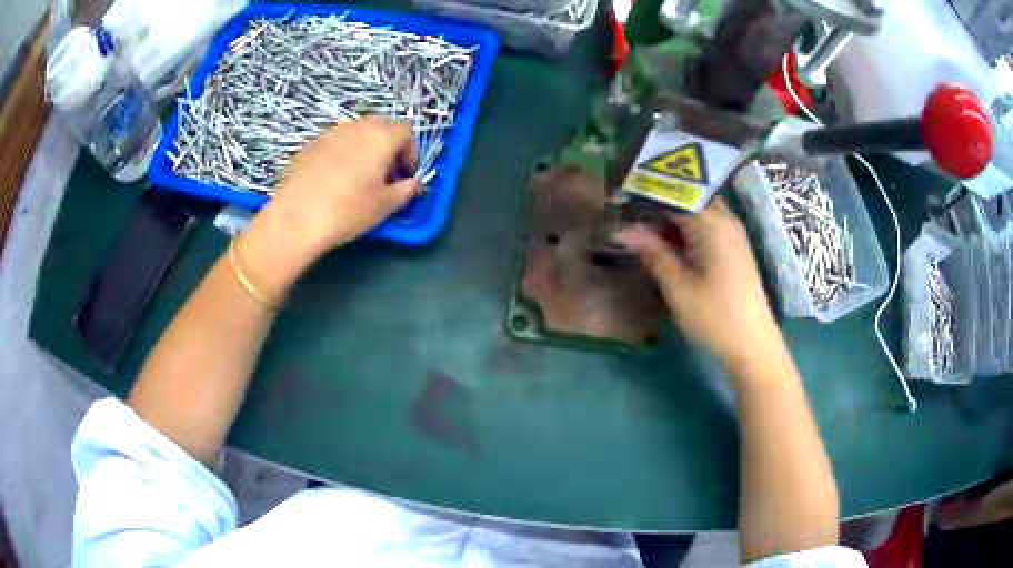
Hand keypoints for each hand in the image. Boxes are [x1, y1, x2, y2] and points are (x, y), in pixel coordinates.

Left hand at [234, 118, 422, 302]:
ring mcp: (329, 133)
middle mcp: (356, 127)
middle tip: (384, 176)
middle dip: (387, 148)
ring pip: (355, 134)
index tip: (405, 175)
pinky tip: (332, 182)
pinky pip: (333, 144)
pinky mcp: (308, 145)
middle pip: (380, 127)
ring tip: (357, 178)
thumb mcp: (385, 205)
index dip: (410, 152)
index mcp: (381, 137)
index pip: (406, 131)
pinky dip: (341, 155)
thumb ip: (406, 190)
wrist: (295, 218)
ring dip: (363, 150)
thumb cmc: (348, 211)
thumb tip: (415, 183)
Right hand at [618, 198, 780, 373]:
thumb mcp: (678, 287)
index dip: (645, 194)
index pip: (673, 193)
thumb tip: (624, 229)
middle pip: (686, 197)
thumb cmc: (714, 316)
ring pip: (697, 211)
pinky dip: (686, 229)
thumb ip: (653, 253)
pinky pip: (707, 225)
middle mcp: (725, 219)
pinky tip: (669, 243)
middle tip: (629, 213)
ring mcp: (733, 233)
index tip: (619, 200)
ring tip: (643, 227)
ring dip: (671, 217)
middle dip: (658, 202)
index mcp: (712, 223)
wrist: (753, 344)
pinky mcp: (735, 248)